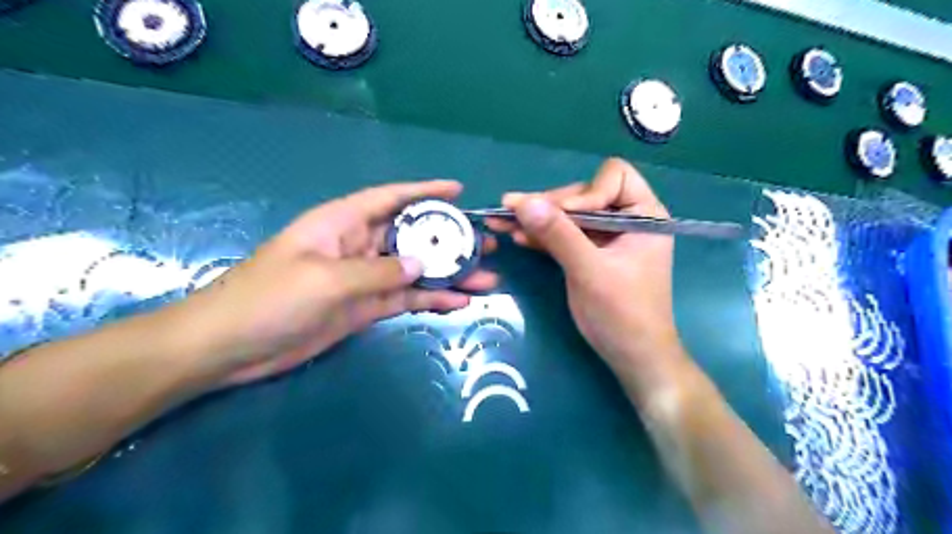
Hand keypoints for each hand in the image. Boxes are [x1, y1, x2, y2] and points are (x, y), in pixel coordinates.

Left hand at [178, 181, 497, 386]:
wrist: (232, 347)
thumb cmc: (270, 298)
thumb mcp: (326, 279)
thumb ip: (378, 271)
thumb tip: (422, 265)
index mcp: (342, 223)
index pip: (390, 198)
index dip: (425, 191)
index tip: (459, 191)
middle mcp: (357, 245)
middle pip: (411, 236)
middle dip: (448, 239)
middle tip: (485, 245)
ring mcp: (363, 278)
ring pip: (415, 270)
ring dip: (448, 274)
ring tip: (485, 278)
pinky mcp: (364, 307)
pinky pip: (405, 298)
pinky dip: (431, 300)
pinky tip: (458, 302)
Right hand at [487, 156, 680, 375]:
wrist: (632, 357)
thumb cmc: (622, 315)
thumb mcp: (589, 271)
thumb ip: (558, 234)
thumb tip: (523, 201)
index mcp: (644, 215)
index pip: (614, 177)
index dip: (585, 193)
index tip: (562, 217)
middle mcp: (626, 219)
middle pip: (584, 195)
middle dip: (550, 205)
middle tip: (511, 211)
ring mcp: (607, 237)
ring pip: (569, 216)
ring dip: (538, 219)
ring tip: (502, 220)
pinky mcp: (590, 253)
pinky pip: (565, 236)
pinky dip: (543, 236)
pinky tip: (517, 236)